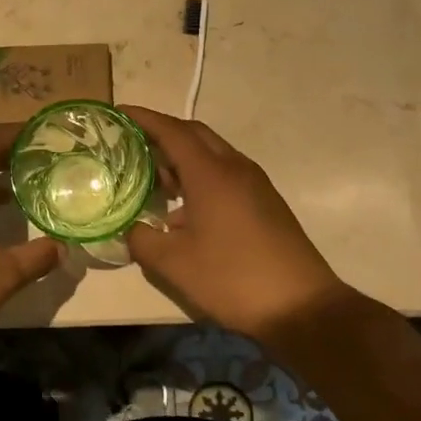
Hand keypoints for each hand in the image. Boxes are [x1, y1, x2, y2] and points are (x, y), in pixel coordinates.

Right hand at [123, 106, 353, 342]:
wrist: (301, 307)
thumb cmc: (232, 278)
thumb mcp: (174, 264)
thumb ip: (142, 239)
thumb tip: (129, 229)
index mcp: (211, 174)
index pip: (172, 131)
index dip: (143, 119)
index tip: (119, 114)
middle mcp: (235, 168)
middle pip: (194, 135)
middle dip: (162, 134)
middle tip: (132, 146)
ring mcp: (254, 184)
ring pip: (212, 155)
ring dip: (182, 158)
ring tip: (153, 180)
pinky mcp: (264, 202)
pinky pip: (225, 174)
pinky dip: (199, 177)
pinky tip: (183, 212)